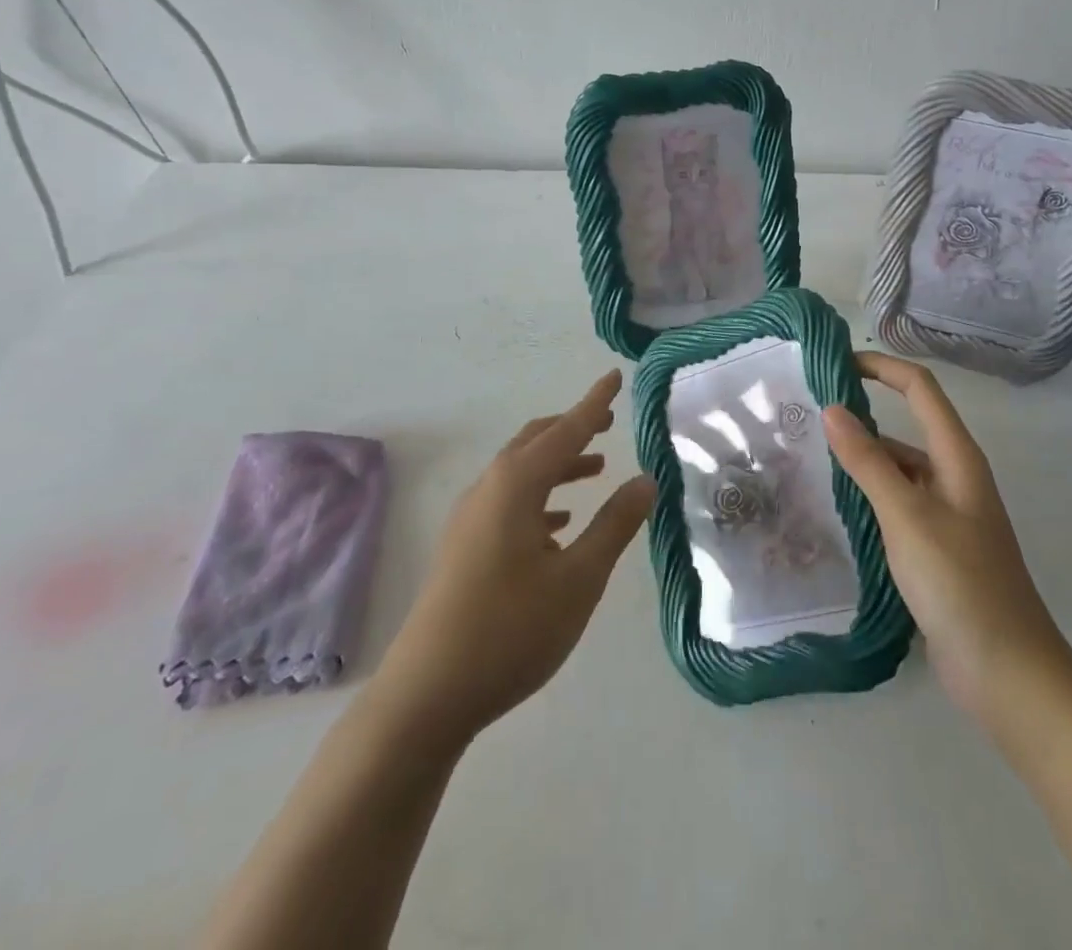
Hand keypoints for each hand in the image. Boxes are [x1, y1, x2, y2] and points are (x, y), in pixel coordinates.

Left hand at [371, 371, 654, 750]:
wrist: (426, 695)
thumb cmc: (512, 629)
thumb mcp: (578, 579)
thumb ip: (614, 525)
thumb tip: (645, 480)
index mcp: (517, 485)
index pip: (566, 430)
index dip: (594, 404)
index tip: (614, 377)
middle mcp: (489, 490)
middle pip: (536, 442)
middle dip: (573, 428)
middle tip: (608, 423)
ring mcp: (470, 519)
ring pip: (521, 472)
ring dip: (558, 464)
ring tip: (595, 470)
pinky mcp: (463, 547)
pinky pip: (508, 502)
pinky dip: (540, 497)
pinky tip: (559, 525)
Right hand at [822, 352, 1071, 732]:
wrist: (1008, 674)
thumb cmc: (960, 584)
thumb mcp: (907, 515)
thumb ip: (868, 461)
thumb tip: (832, 408)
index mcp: (957, 457)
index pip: (920, 388)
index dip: (881, 368)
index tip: (835, 365)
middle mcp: (954, 477)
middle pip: (906, 428)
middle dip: (861, 420)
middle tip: (805, 422)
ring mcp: (947, 515)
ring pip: (898, 471)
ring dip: (861, 464)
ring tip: (808, 465)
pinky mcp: (936, 548)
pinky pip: (897, 507)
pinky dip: (868, 500)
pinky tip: (836, 512)